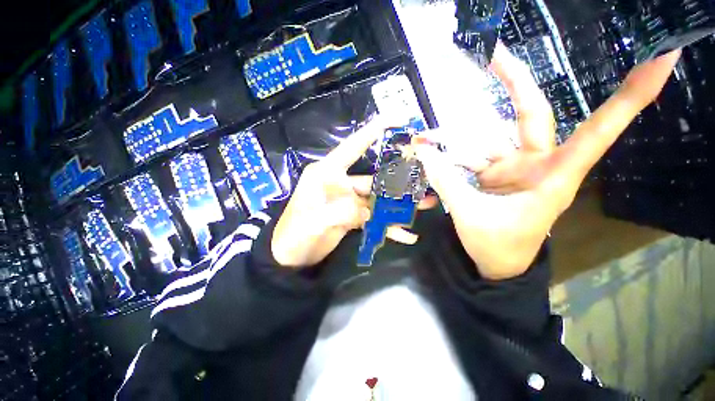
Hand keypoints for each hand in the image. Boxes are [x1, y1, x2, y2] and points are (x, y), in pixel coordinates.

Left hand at [272, 117, 435, 268]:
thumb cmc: (294, 233)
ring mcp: (348, 201)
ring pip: (378, 200)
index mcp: (327, 173)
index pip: (352, 147)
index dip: (371, 132)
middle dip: (399, 181)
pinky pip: (374, 219)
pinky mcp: (352, 217)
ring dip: (400, 205)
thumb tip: (368, 212)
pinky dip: (388, 226)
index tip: (393, 119)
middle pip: (374, 179)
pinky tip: (406, 235)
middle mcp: (340, 183)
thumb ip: (343, 212)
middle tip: (424, 179)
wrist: (290, 256)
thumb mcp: (315, 221)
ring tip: (426, 204)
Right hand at [413, 44, 680, 279]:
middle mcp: (535, 164)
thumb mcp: (470, 215)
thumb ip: (445, 180)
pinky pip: (469, 156)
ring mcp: (511, 168)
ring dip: (454, 134)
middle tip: (492, 55)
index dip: (631, 96)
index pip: (597, 130)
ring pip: (486, 137)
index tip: (661, 56)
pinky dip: (448, 154)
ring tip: (424, 136)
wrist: (495, 263)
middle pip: (530, 113)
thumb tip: (421, 152)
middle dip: (514, 83)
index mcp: (552, 176)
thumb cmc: (496, 246)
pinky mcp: (492, 175)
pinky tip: (428, 152)